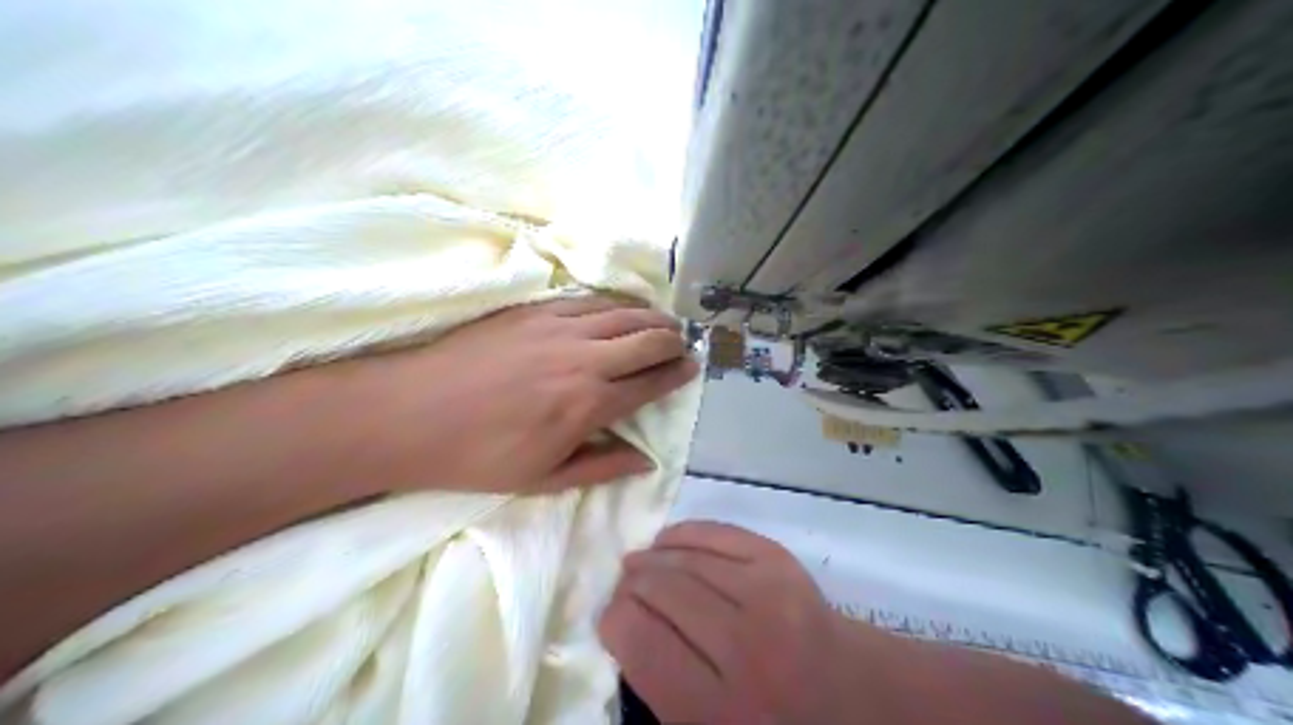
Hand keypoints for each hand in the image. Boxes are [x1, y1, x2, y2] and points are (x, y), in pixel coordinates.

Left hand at [342, 295, 697, 492]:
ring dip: (650, 316)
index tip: (692, 368)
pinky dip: (613, 303)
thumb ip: (602, 467)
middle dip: (673, 340)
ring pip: (622, 312)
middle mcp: (583, 357)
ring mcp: (557, 327)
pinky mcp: (532, 310)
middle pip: (647, 338)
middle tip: (683, 344)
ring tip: (663, 322)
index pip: (650, 381)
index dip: (677, 373)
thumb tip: (647, 460)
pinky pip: (587, 300)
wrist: (410, 414)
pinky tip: (619, 308)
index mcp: (589, 403)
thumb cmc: (478, 456)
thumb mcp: (543, 479)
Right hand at [598, 521, 879, 724]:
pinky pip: (717, 533)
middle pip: (660, 591)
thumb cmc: (770, 719)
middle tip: (623, 588)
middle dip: (630, 585)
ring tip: (638, 563)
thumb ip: (659, 688)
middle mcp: (742, 646)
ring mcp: (766, 594)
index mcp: (717, 708)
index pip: (639, 641)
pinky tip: (668, 542)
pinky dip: (684, 534)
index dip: (613, 621)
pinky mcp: (781, 561)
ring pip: (686, 558)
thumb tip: (622, 627)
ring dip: (652, 557)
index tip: (610, 617)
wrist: (850, 693)